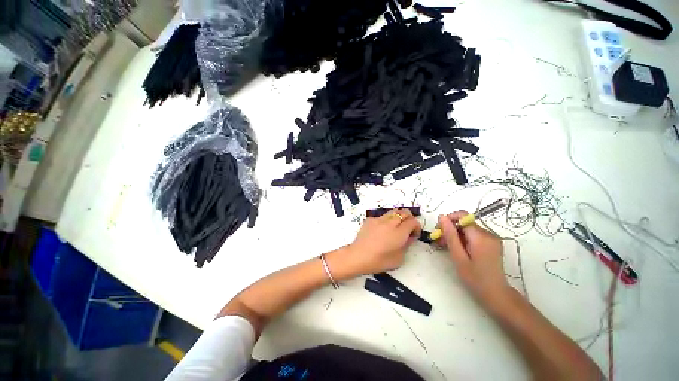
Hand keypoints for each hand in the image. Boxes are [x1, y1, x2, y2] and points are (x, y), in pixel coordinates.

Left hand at [329, 209, 420, 279]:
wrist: (358, 256)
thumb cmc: (379, 261)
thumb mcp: (399, 258)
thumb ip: (407, 245)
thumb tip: (409, 237)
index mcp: (399, 232)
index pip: (413, 221)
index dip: (417, 227)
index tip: (414, 235)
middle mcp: (390, 222)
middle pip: (404, 212)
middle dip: (409, 219)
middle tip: (407, 229)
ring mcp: (379, 219)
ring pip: (393, 211)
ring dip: (398, 217)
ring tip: (395, 228)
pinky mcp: (370, 219)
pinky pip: (382, 216)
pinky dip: (386, 221)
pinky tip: (381, 231)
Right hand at [438, 211, 508, 305]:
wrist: (496, 294)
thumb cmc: (475, 278)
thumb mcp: (458, 257)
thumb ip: (450, 235)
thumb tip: (441, 217)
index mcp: (480, 237)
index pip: (462, 216)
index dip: (448, 219)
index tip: (439, 230)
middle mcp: (488, 233)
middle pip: (464, 222)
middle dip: (450, 228)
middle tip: (439, 241)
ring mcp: (491, 238)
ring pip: (468, 228)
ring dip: (455, 234)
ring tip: (446, 246)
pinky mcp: (492, 242)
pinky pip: (473, 234)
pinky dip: (463, 238)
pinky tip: (457, 248)